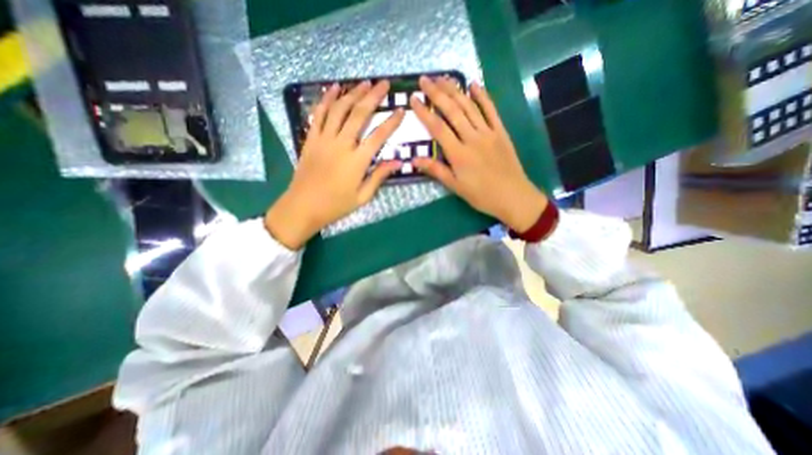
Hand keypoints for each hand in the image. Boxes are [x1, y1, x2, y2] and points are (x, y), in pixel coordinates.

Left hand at [268, 79, 401, 247]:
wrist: (303, 206)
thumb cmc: (336, 205)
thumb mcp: (363, 196)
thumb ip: (379, 176)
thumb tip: (398, 162)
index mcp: (357, 161)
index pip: (379, 135)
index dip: (392, 122)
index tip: (401, 110)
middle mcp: (342, 144)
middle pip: (359, 114)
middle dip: (373, 97)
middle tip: (383, 84)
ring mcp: (324, 139)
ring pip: (339, 109)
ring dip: (353, 93)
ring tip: (364, 82)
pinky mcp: (311, 138)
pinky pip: (319, 114)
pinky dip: (326, 99)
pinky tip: (334, 88)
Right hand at [409, 76, 547, 231]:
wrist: (512, 196)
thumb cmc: (481, 195)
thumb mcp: (455, 187)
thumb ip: (436, 170)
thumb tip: (414, 160)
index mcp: (458, 154)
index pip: (437, 128)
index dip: (424, 112)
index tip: (413, 98)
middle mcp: (472, 138)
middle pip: (452, 111)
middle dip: (437, 93)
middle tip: (425, 79)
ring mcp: (488, 133)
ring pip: (470, 107)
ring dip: (456, 90)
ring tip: (443, 78)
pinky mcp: (501, 132)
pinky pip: (491, 111)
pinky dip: (483, 96)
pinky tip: (474, 85)